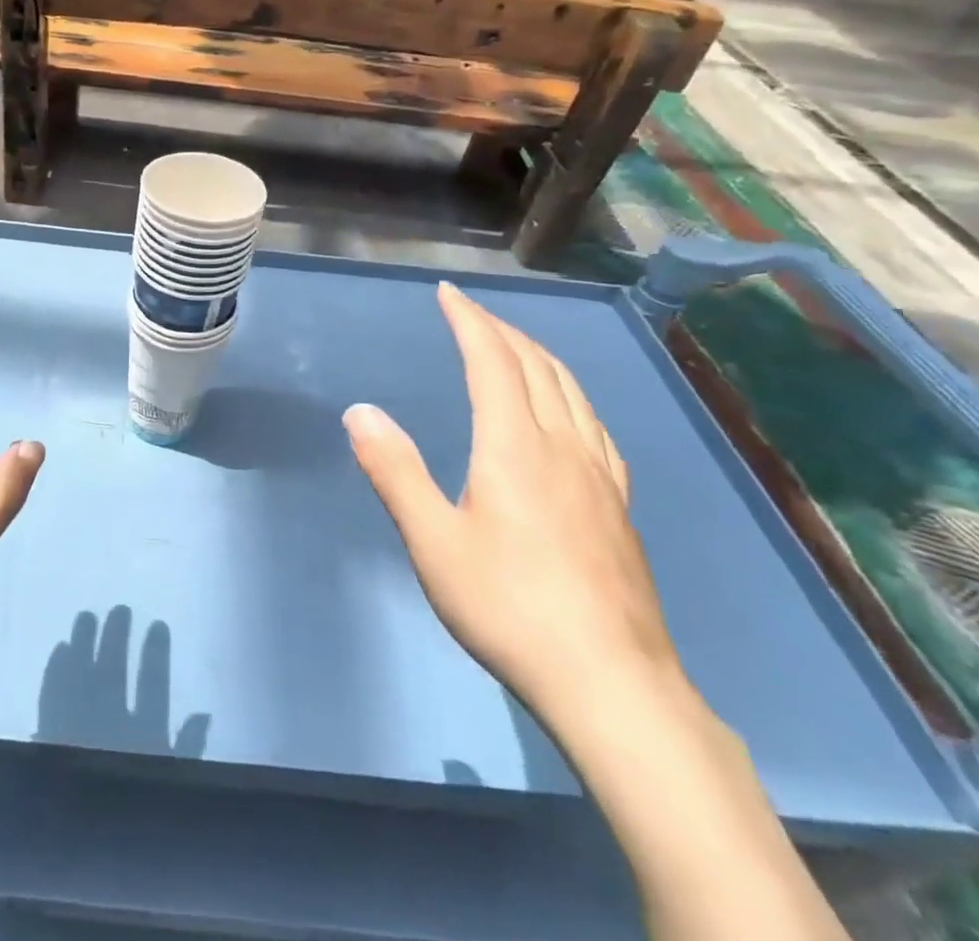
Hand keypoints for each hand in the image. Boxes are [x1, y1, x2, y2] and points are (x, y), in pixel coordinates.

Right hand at [345, 284, 681, 722]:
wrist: (613, 685)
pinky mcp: (619, 507)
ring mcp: (599, 477)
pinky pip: (595, 426)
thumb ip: (394, 471)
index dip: (470, 321)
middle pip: (537, 367)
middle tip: (471, 313)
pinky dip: (571, 395)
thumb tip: (360, 411)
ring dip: (539, 356)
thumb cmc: (509, 607)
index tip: (449, 293)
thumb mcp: (433, 541)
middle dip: (502, 330)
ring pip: (572, 392)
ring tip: (515, 346)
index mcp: (515, 446)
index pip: (493, 361)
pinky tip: (569, 413)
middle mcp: (563, 447)